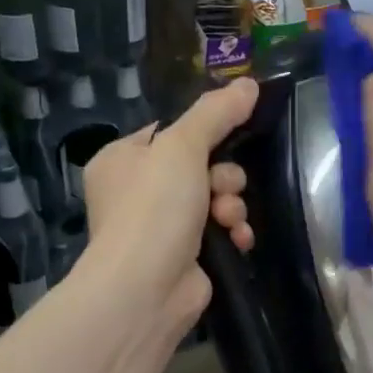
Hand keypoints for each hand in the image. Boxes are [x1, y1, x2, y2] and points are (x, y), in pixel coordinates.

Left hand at [81, 77, 257, 331]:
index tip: (230, 135)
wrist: (145, 288)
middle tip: (222, 188)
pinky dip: (233, 232)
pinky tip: (238, 239)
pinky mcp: (186, 256)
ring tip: (228, 219)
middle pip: (200, 165)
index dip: (204, 134)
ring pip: (215, 198)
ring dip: (231, 205)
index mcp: (123, 160)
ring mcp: (161, 227)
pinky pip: (220, 230)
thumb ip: (216, 114)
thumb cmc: (154, 208)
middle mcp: (138, 192)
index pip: (171, 133)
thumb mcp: (182, 147)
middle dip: (223, 177)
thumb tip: (250, 84)